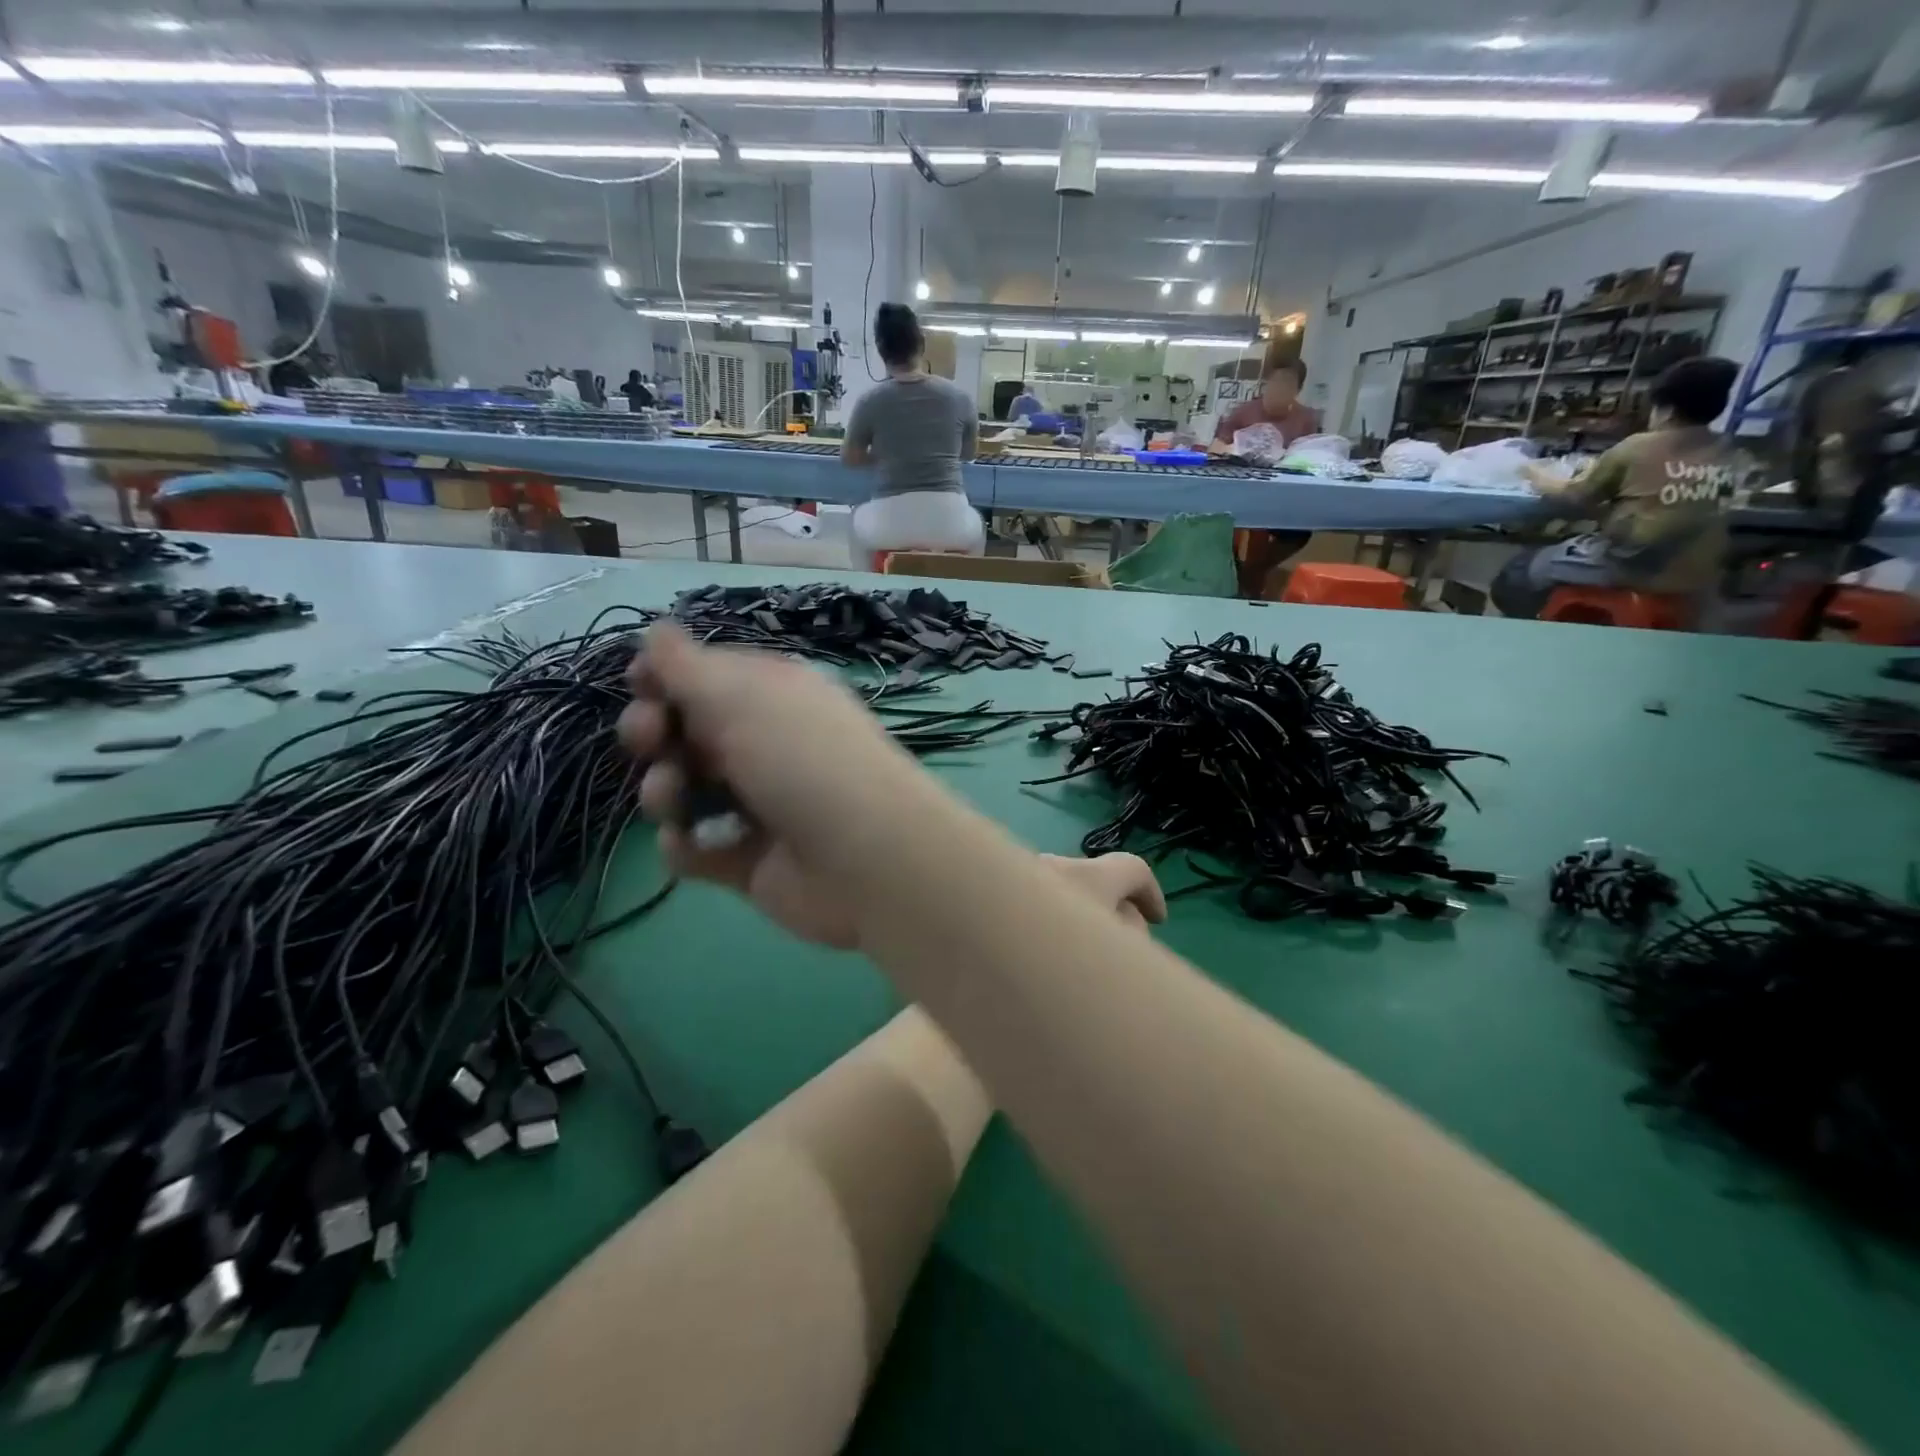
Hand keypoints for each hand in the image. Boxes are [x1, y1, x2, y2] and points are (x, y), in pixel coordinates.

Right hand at [617, 624, 1164, 947]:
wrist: (877, 857)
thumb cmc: (822, 764)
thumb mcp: (757, 700)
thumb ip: (702, 669)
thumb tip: (658, 633)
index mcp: (785, 700)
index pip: (710, 680)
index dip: (669, 687)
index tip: (649, 697)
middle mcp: (779, 747)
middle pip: (695, 733)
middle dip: (661, 737)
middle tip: (654, 745)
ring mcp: (771, 807)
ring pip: (691, 791)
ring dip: (668, 792)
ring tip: (678, 802)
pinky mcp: (762, 864)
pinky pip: (704, 850)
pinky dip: (690, 848)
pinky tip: (697, 847)